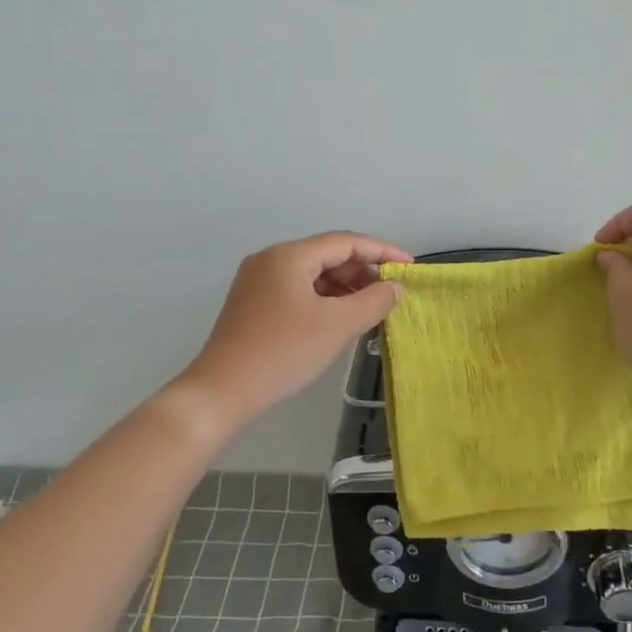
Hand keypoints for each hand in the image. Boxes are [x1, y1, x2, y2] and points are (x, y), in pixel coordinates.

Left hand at [178, 231, 411, 426]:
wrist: (222, 390)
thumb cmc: (284, 352)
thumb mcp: (337, 326)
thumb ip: (373, 301)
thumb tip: (394, 287)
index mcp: (289, 255)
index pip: (345, 242)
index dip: (382, 251)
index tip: (410, 267)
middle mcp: (271, 259)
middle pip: (327, 254)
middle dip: (362, 271)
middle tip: (390, 293)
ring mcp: (258, 281)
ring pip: (312, 274)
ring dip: (344, 287)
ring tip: (370, 308)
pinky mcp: (253, 303)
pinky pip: (298, 290)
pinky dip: (323, 299)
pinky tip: (339, 319)